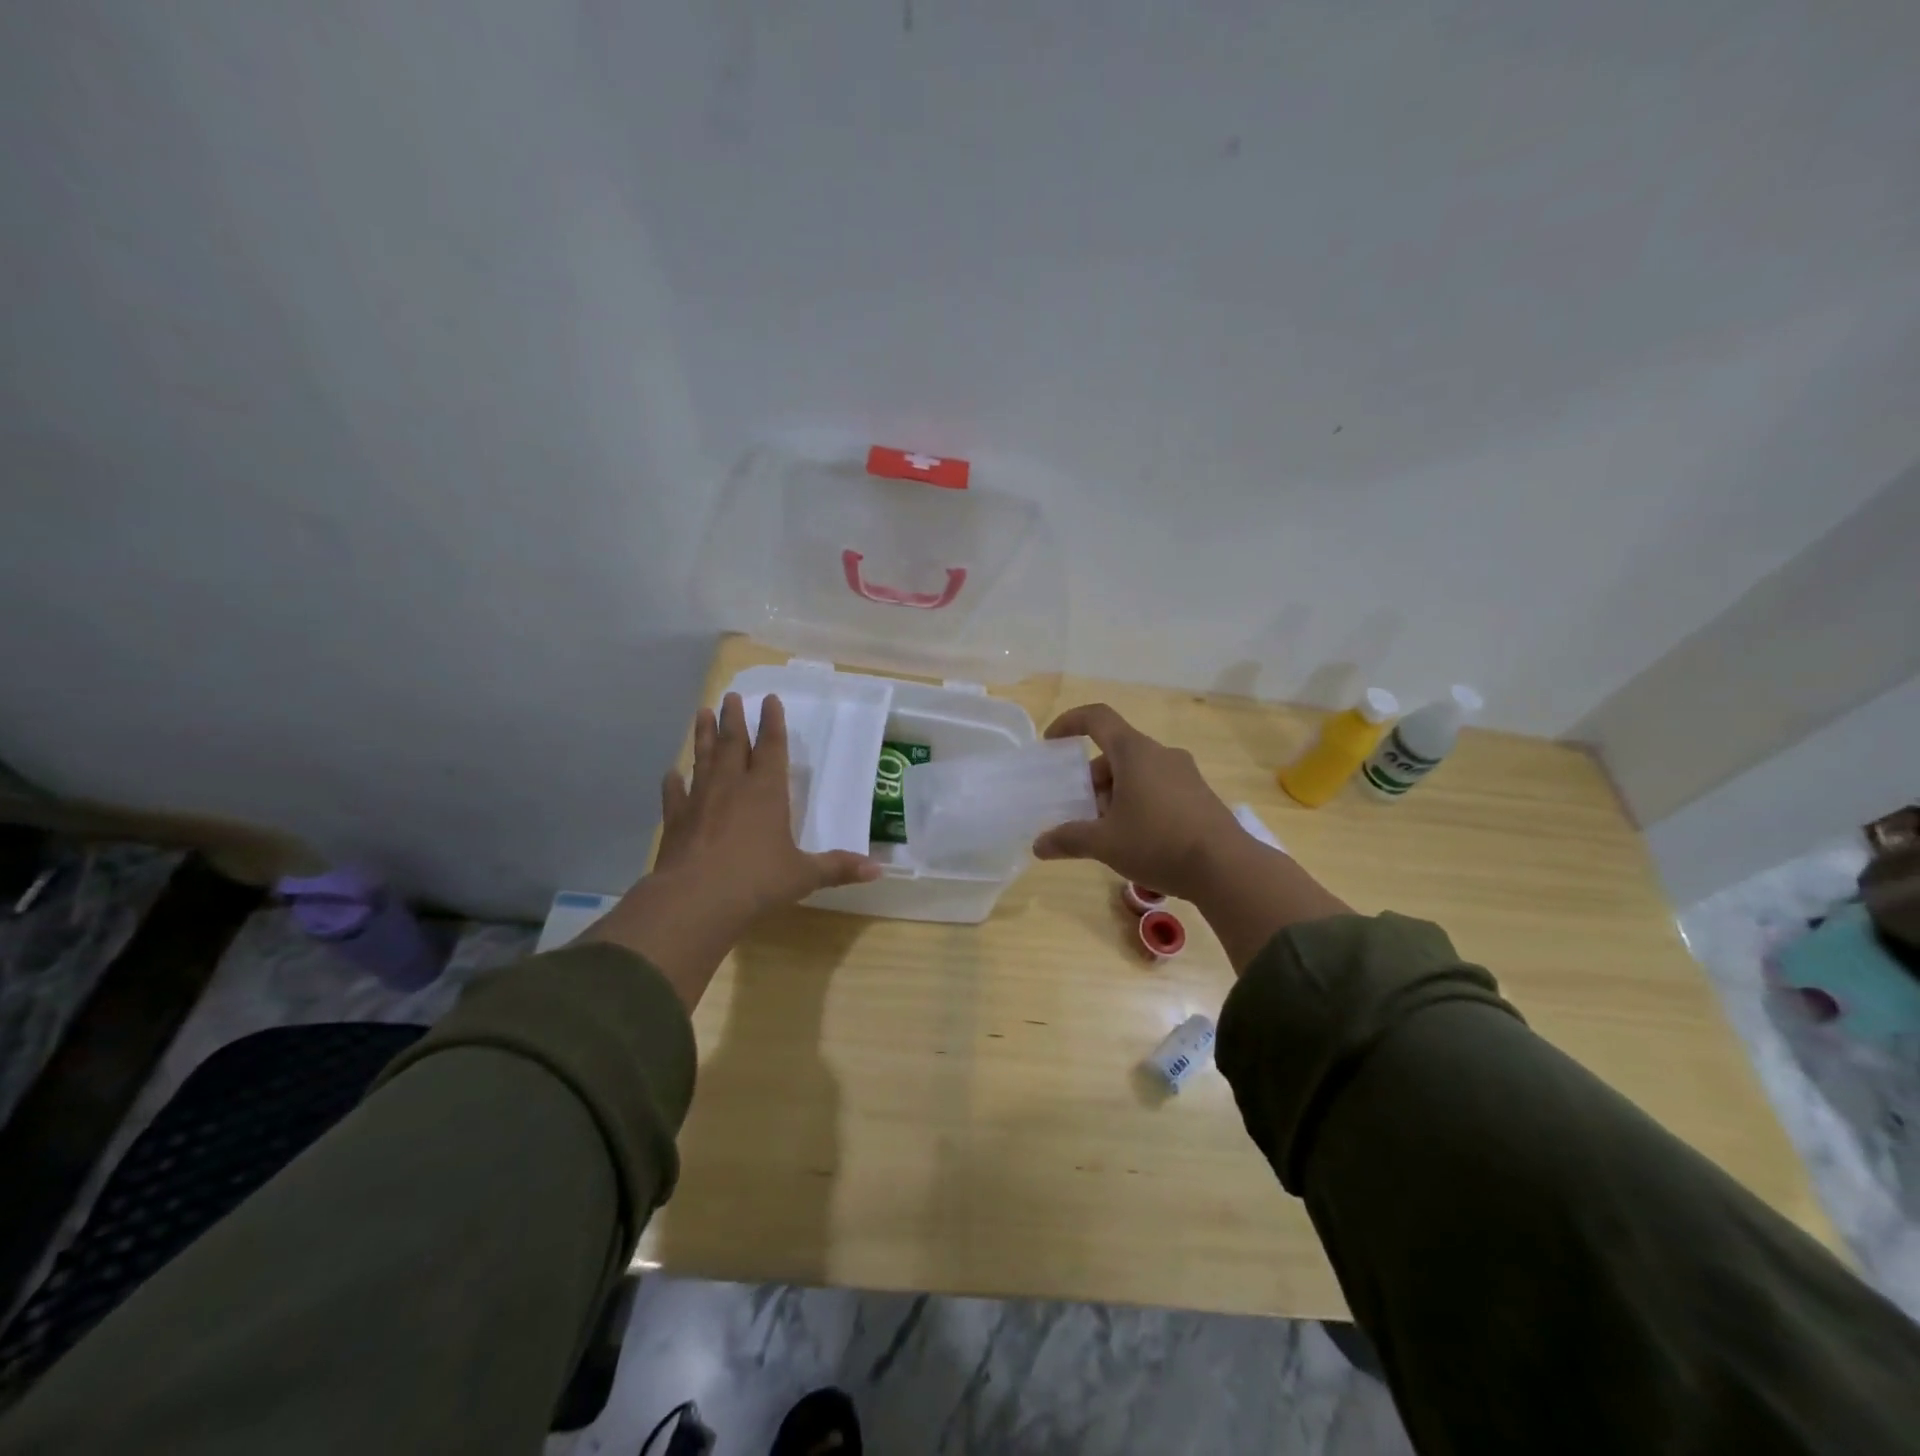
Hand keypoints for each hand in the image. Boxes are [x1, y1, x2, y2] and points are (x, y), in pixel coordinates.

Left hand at [586, 692, 879, 1007]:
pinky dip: (673, 782)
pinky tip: (671, 774)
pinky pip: (675, 794)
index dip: (773, 722)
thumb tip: (878, 870)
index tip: (770, 699)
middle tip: (731, 697)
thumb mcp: (804, 875)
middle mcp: (732, 786)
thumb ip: (838, 868)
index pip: (772, 747)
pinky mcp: (675, 820)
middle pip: (733, 743)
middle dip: (734, 719)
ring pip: (703, 758)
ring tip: (702, 713)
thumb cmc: (757, 881)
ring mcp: (700, 800)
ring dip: (703, 735)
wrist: (696, 899)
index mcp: (767, 791)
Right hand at [1031, 702, 1352, 968]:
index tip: (1051, 742)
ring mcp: (1185, 774)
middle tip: (1080, 812)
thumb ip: (1069, 839)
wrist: (1227, 868)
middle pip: (1115, 753)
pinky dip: (1139, 802)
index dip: (1070, 722)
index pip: (1097, 718)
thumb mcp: (1105, 843)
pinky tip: (1137, 840)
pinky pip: (1159, 787)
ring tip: (1106, 832)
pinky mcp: (1200, 795)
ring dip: (1115, 794)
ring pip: (1137, 772)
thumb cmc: (1158, 843)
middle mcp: (1161, 754)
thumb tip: (1039, 845)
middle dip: (1092, 779)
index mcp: (1134, 752)